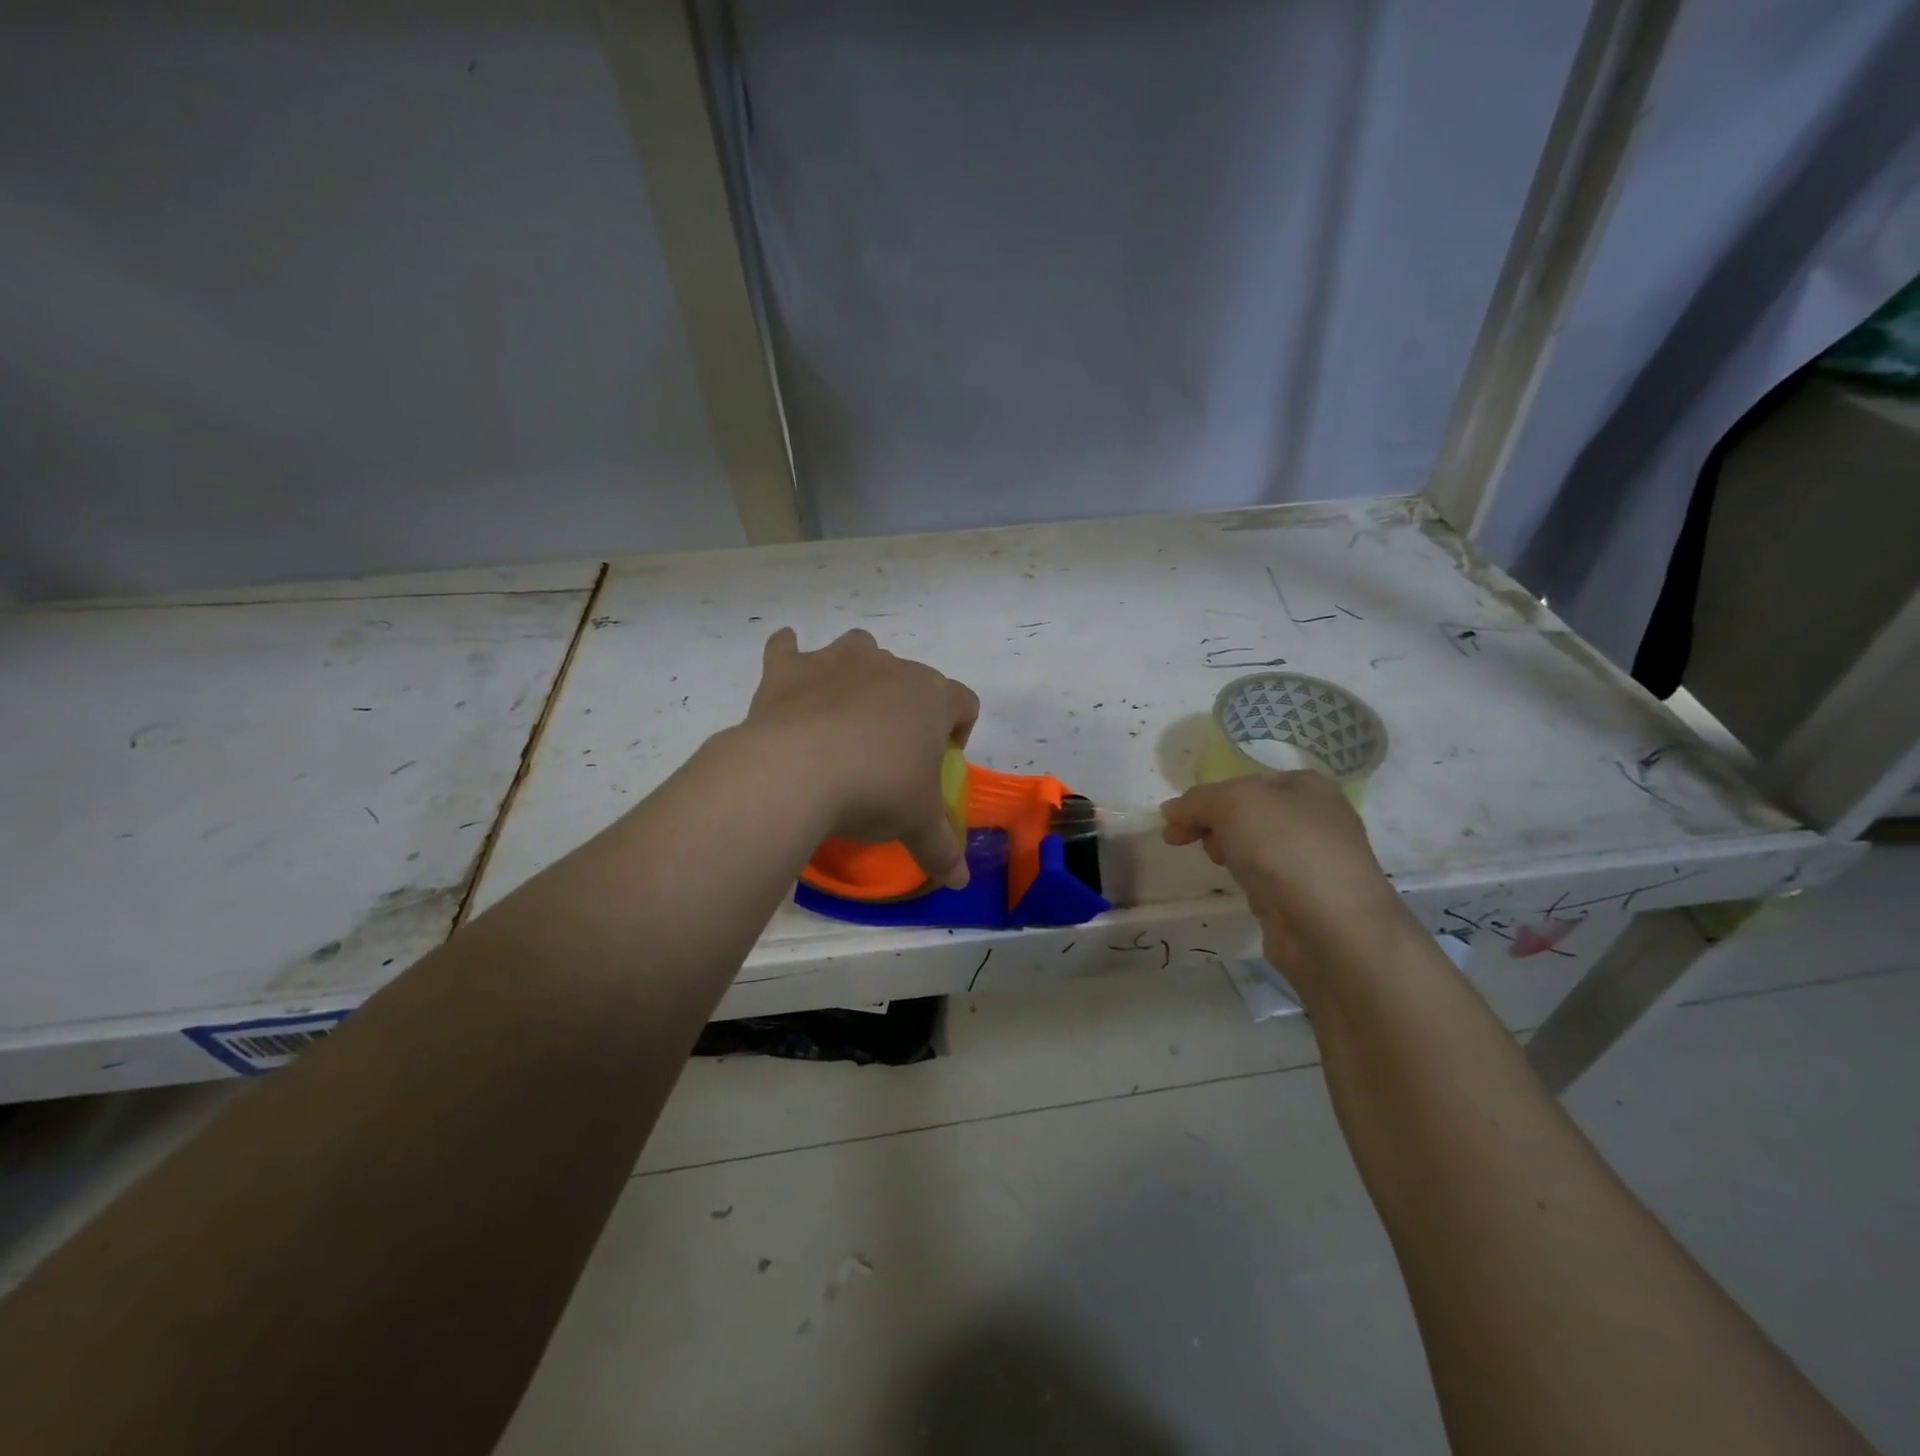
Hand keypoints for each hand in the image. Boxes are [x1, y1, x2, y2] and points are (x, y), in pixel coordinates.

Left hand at [744, 628, 979, 887]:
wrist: (797, 772)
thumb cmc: (875, 791)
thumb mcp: (916, 824)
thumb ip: (942, 849)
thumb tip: (960, 882)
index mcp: (931, 697)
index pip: (963, 702)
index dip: (957, 730)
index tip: (937, 761)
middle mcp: (889, 668)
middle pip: (910, 678)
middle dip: (904, 707)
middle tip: (887, 752)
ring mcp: (837, 660)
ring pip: (858, 648)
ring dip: (856, 672)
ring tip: (843, 711)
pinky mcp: (790, 668)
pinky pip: (788, 647)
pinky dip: (788, 655)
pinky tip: (787, 672)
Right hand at [1160, 773, 1412, 996]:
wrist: (1331, 927)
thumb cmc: (1285, 848)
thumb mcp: (1233, 804)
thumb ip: (1198, 801)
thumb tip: (1172, 811)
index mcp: (1308, 786)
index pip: (1244, 782)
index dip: (1205, 798)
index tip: (1174, 821)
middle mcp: (1317, 819)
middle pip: (1247, 815)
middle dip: (1214, 825)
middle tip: (1195, 843)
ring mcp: (1315, 861)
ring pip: (1255, 848)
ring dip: (1231, 855)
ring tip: (1223, 868)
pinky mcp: (1307, 899)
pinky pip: (1266, 881)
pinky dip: (1250, 886)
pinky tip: (1248, 895)